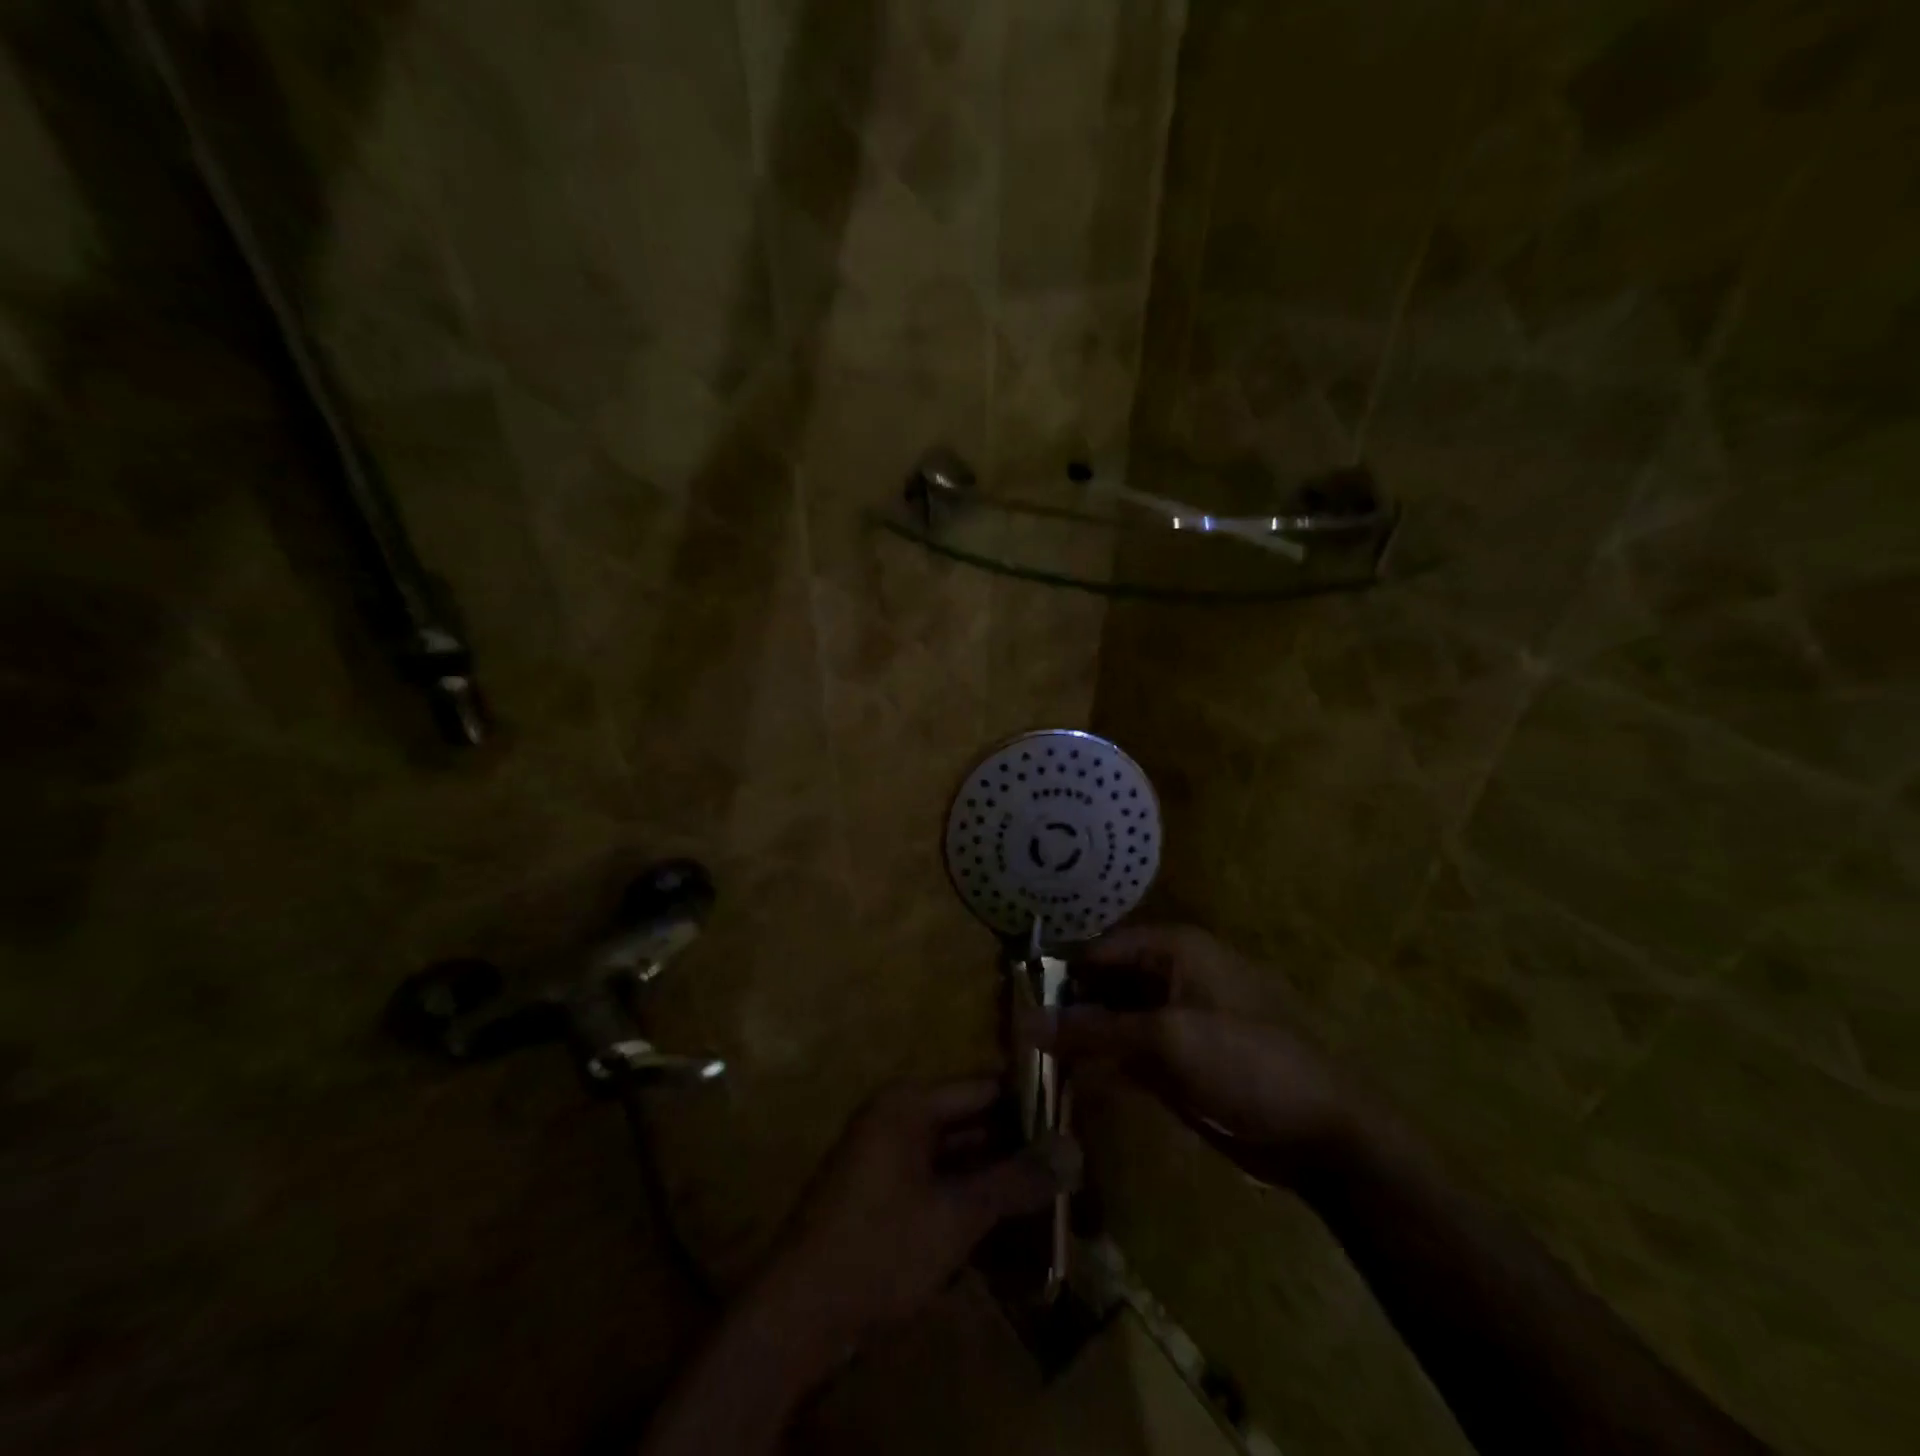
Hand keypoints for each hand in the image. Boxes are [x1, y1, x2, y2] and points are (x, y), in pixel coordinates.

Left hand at [758, 1078, 1072, 1356]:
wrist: (798, 1316)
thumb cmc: (880, 1248)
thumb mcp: (956, 1215)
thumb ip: (1015, 1181)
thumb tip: (1074, 1149)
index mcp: (909, 1104)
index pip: (983, 1088)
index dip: (1028, 1103)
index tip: (1073, 1123)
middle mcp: (896, 1118)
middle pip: (969, 1121)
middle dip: (1015, 1146)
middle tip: (1069, 1166)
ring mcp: (885, 1157)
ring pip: (954, 1156)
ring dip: (994, 1177)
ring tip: (1049, 1194)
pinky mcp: (881, 1195)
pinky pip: (935, 1182)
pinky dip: (967, 1198)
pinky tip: (1005, 1224)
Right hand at [1030, 924, 1357, 1184]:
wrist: (1324, 1134)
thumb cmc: (1247, 1063)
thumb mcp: (1166, 1040)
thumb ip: (1093, 1030)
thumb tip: (1024, 1021)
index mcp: (1178, 949)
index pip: (1101, 948)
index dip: (1059, 971)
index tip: (1015, 999)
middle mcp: (1175, 974)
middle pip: (1107, 981)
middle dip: (1068, 1005)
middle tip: (1018, 1034)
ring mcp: (1180, 1018)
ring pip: (1117, 1018)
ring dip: (1083, 1036)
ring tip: (1034, 1057)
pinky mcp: (1184, 1058)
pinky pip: (1133, 1050)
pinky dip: (1106, 1061)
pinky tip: (1072, 1079)